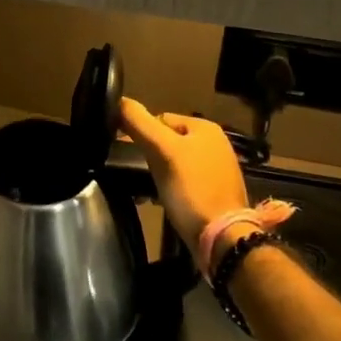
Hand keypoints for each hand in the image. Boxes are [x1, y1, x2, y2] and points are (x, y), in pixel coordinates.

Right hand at [118, 97, 252, 261]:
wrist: (222, 240)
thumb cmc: (191, 190)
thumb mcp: (162, 152)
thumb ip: (139, 123)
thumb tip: (118, 100)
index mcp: (205, 127)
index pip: (160, 118)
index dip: (142, 134)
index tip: (131, 155)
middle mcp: (216, 144)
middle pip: (167, 141)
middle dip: (151, 156)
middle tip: (140, 175)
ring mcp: (218, 170)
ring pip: (174, 163)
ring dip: (158, 174)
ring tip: (148, 191)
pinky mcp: (216, 193)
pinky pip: (184, 182)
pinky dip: (171, 189)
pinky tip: (163, 201)